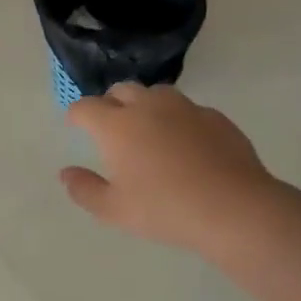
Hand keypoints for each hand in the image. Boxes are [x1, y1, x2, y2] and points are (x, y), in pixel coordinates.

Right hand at [60, 84, 276, 254]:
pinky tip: (183, 145)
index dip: (76, 115)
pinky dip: (176, 119)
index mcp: (117, 126)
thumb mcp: (113, 210)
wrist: (234, 208)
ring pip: (155, 93)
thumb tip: (66, 173)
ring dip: (143, 105)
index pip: (86, 107)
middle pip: (120, 90)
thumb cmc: (164, 210)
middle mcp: (148, 107)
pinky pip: (186, 109)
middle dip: (109, 104)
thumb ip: (84, 189)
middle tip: (110, 128)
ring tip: (147, 131)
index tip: (76, 125)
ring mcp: (185, 108)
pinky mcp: (215, 117)